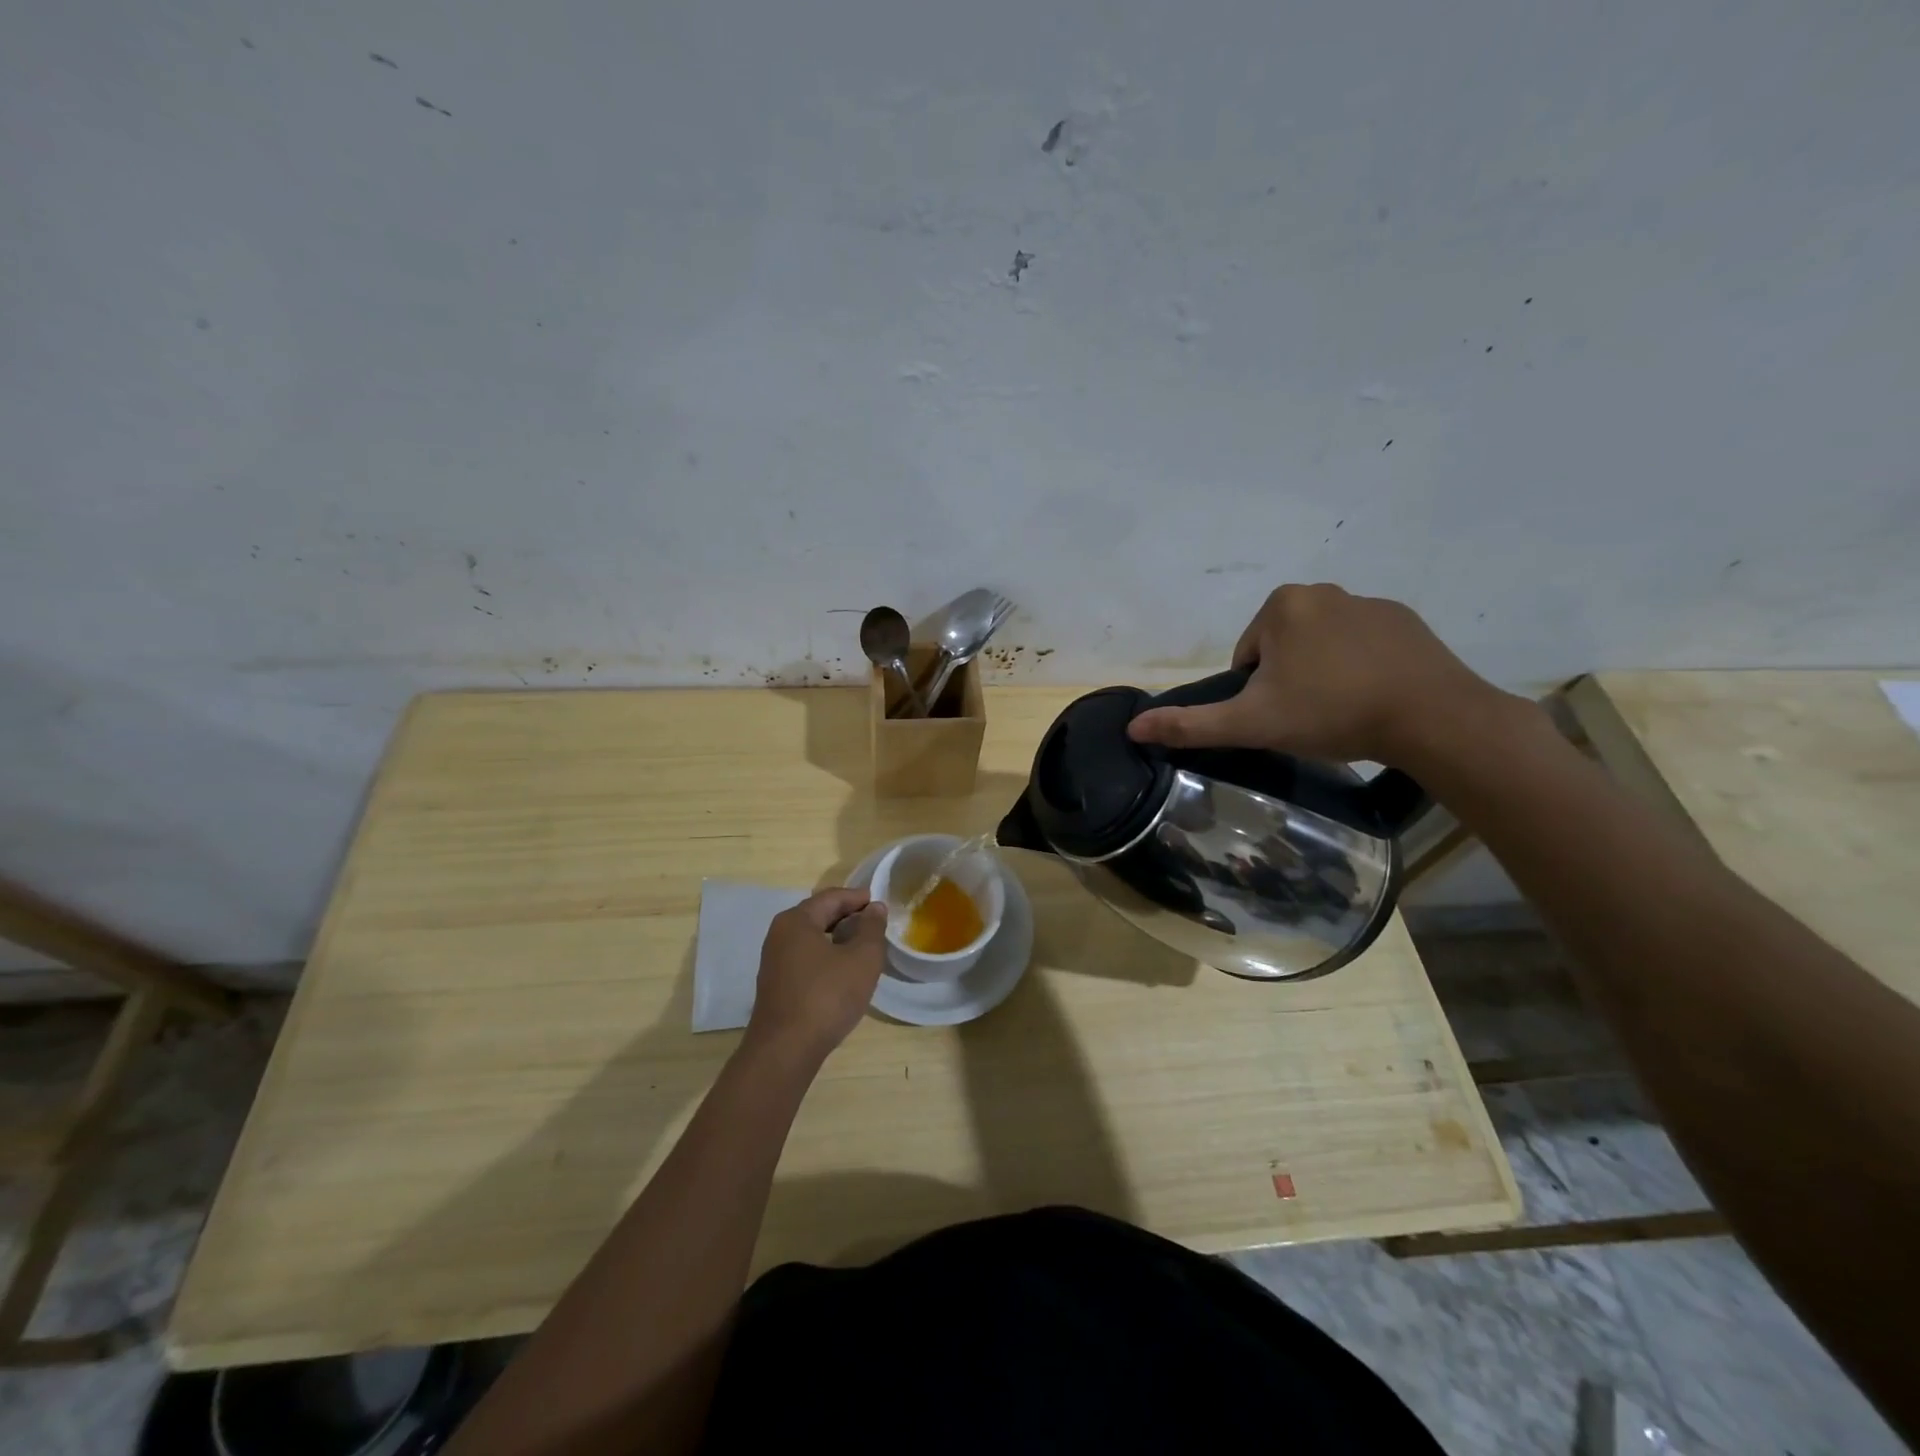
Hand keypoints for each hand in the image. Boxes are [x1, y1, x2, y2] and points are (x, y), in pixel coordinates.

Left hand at [745, 888, 887, 1062]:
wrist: (785, 1051)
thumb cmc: (827, 997)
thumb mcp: (862, 959)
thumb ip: (872, 928)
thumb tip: (874, 908)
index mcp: (796, 920)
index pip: (831, 897)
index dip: (858, 898)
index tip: (880, 903)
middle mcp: (780, 934)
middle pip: (819, 915)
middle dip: (848, 917)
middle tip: (875, 925)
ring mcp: (774, 961)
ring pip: (812, 938)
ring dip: (838, 938)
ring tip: (864, 948)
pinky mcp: (776, 985)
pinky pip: (806, 958)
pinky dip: (826, 956)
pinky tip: (843, 972)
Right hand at [1127, 583, 1510, 767]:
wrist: (1431, 717)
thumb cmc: (1331, 712)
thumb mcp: (1252, 724)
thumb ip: (1191, 724)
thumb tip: (1133, 727)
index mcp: (1282, 606)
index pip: (1247, 656)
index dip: (1256, 692)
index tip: (1281, 715)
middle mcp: (1323, 591)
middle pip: (1282, 647)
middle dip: (1288, 680)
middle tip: (1310, 717)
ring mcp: (1369, 602)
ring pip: (1322, 646)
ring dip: (1323, 675)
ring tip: (1343, 712)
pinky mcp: (1406, 620)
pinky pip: (1363, 645)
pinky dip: (1360, 668)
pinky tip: (1375, 699)